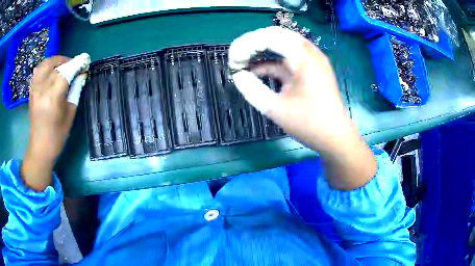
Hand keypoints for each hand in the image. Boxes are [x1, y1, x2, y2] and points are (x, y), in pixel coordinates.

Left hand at [22, 56, 76, 190]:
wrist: (40, 147)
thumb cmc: (58, 134)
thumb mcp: (70, 114)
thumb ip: (75, 91)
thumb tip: (81, 75)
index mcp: (53, 98)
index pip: (66, 72)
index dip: (77, 64)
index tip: (86, 59)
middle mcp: (42, 90)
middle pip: (55, 65)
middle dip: (67, 61)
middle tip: (74, 65)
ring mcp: (35, 90)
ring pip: (44, 64)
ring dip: (55, 61)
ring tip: (62, 65)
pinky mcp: (31, 91)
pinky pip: (37, 71)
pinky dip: (45, 67)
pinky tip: (50, 72)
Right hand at [229, 27, 376, 189]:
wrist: (335, 137)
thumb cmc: (309, 124)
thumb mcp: (275, 109)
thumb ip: (252, 89)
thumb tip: (237, 76)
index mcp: (303, 59)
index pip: (270, 37)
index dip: (247, 44)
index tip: (232, 59)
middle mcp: (310, 53)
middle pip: (276, 35)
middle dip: (253, 43)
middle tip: (236, 56)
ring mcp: (312, 60)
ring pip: (282, 44)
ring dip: (261, 51)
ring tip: (242, 61)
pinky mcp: (311, 69)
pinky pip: (288, 58)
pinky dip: (272, 62)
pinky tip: (256, 71)